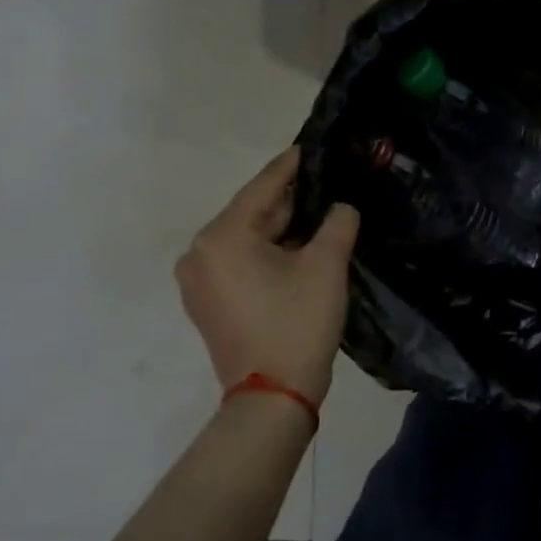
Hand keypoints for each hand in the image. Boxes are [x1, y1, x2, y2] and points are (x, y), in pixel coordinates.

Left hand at [175, 147, 358, 402]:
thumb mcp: (326, 265)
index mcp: (222, 236)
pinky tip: (299, 247)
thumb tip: (341, 207)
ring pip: (248, 238)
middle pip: (253, 213)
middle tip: (327, 182)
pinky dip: (268, 251)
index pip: (263, 188)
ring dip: (282, 228)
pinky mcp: (208, 302)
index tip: (312, 145)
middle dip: (291, 200)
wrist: (273, 395)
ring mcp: (199, 280)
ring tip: (321, 212)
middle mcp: (199, 253)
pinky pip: (241, 261)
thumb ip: (338, 222)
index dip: (292, 165)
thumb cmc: (297, 323)